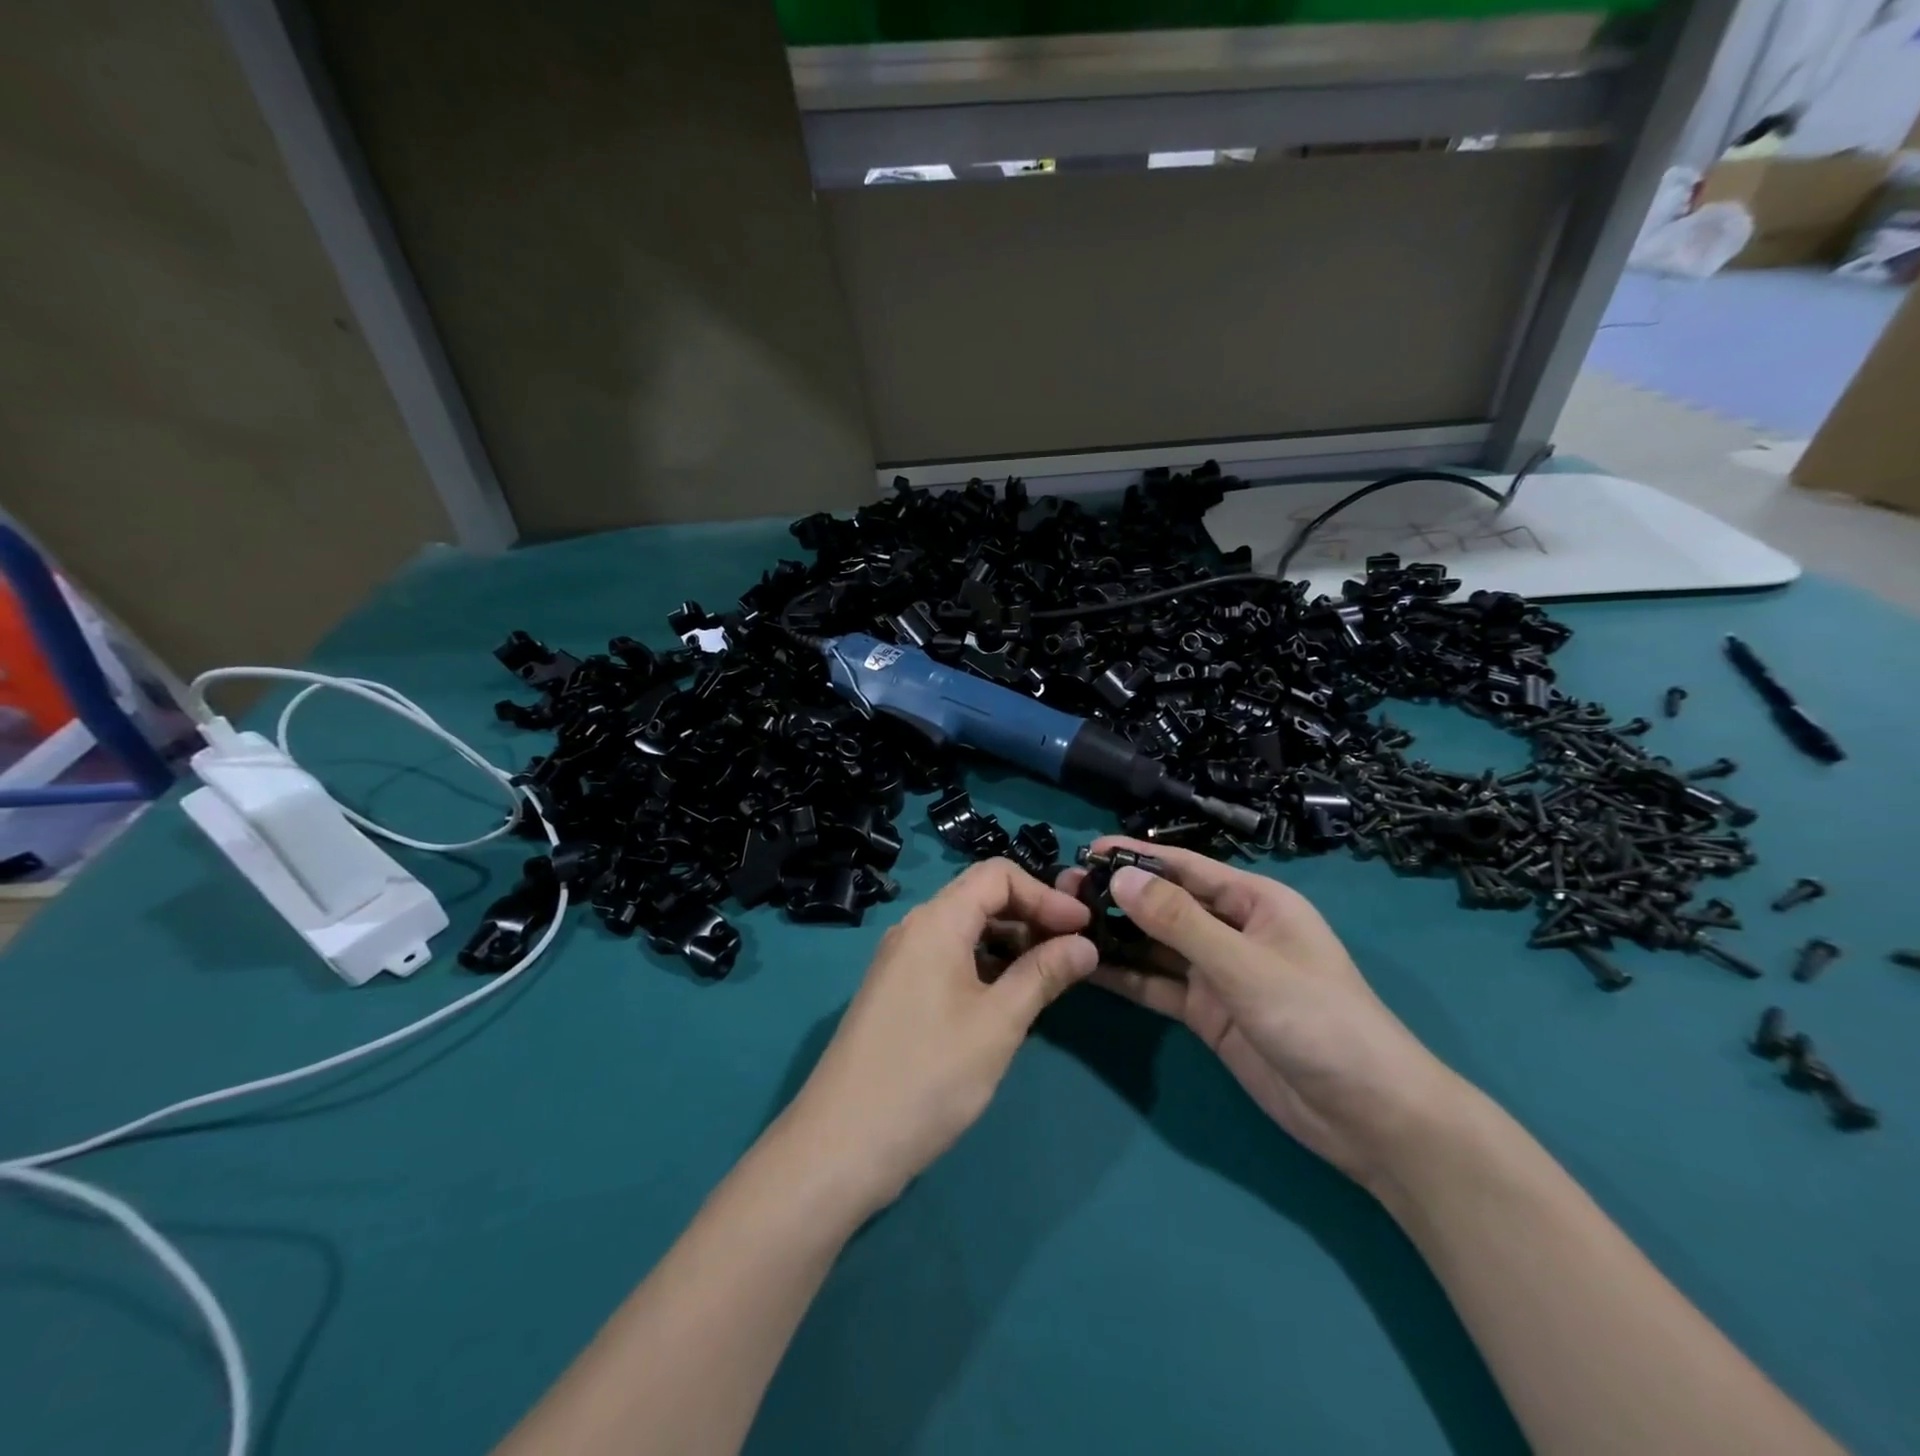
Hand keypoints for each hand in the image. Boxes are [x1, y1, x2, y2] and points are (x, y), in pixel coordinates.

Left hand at [782, 859, 1097, 1215]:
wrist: (841, 1145)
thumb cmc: (928, 1076)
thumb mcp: (998, 1024)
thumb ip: (1043, 975)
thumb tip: (1085, 944)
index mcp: (936, 922)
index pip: (997, 875)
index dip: (1045, 894)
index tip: (1084, 928)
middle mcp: (914, 929)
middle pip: (980, 898)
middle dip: (1031, 915)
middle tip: (1074, 950)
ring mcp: (901, 961)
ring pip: (965, 930)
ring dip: (1010, 942)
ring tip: (1050, 975)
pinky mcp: (897, 991)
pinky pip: (949, 958)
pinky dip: (985, 965)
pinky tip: (1010, 998)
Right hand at [1060, 838, 1464, 1190]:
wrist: (1370, 1118)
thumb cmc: (1319, 1020)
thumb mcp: (1246, 965)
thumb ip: (1180, 922)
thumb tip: (1120, 877)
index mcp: (1255, 902)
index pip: (1186, 868)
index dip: (1137, 856)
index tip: (1086, 850)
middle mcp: (1232, 930)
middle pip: (1166, 904)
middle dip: (1119, 896)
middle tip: (1063, 893)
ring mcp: (1218, 974)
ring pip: (1156, 945)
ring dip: (1116, 935)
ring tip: (1064, 925)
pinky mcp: (1208, 1013)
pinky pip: (1158, 984)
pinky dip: (1126, 976)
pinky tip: (1087, 968)